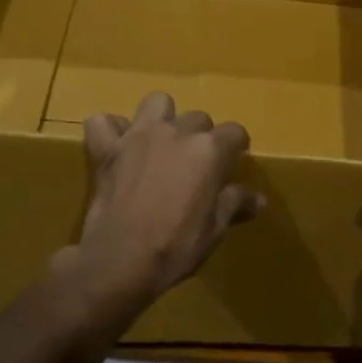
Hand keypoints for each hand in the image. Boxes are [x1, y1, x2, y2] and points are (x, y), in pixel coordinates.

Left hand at [62, 91, 264, 306]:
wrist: (121, 260)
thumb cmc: (176, 246)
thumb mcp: (214, 230)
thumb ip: (235, 204)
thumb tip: (258, 199)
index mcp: (208, 150)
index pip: (234, 132)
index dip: (237, 147)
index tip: (233, 162)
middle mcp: (176, 132)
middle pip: (198, 118)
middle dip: (201, 136)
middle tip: (195, 164)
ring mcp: (139, 136)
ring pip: (156, 102)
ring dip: (161, 117)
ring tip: (160, 142)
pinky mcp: (108, 148)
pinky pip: (103, 122)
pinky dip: (110, 130)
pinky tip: (117, 146)